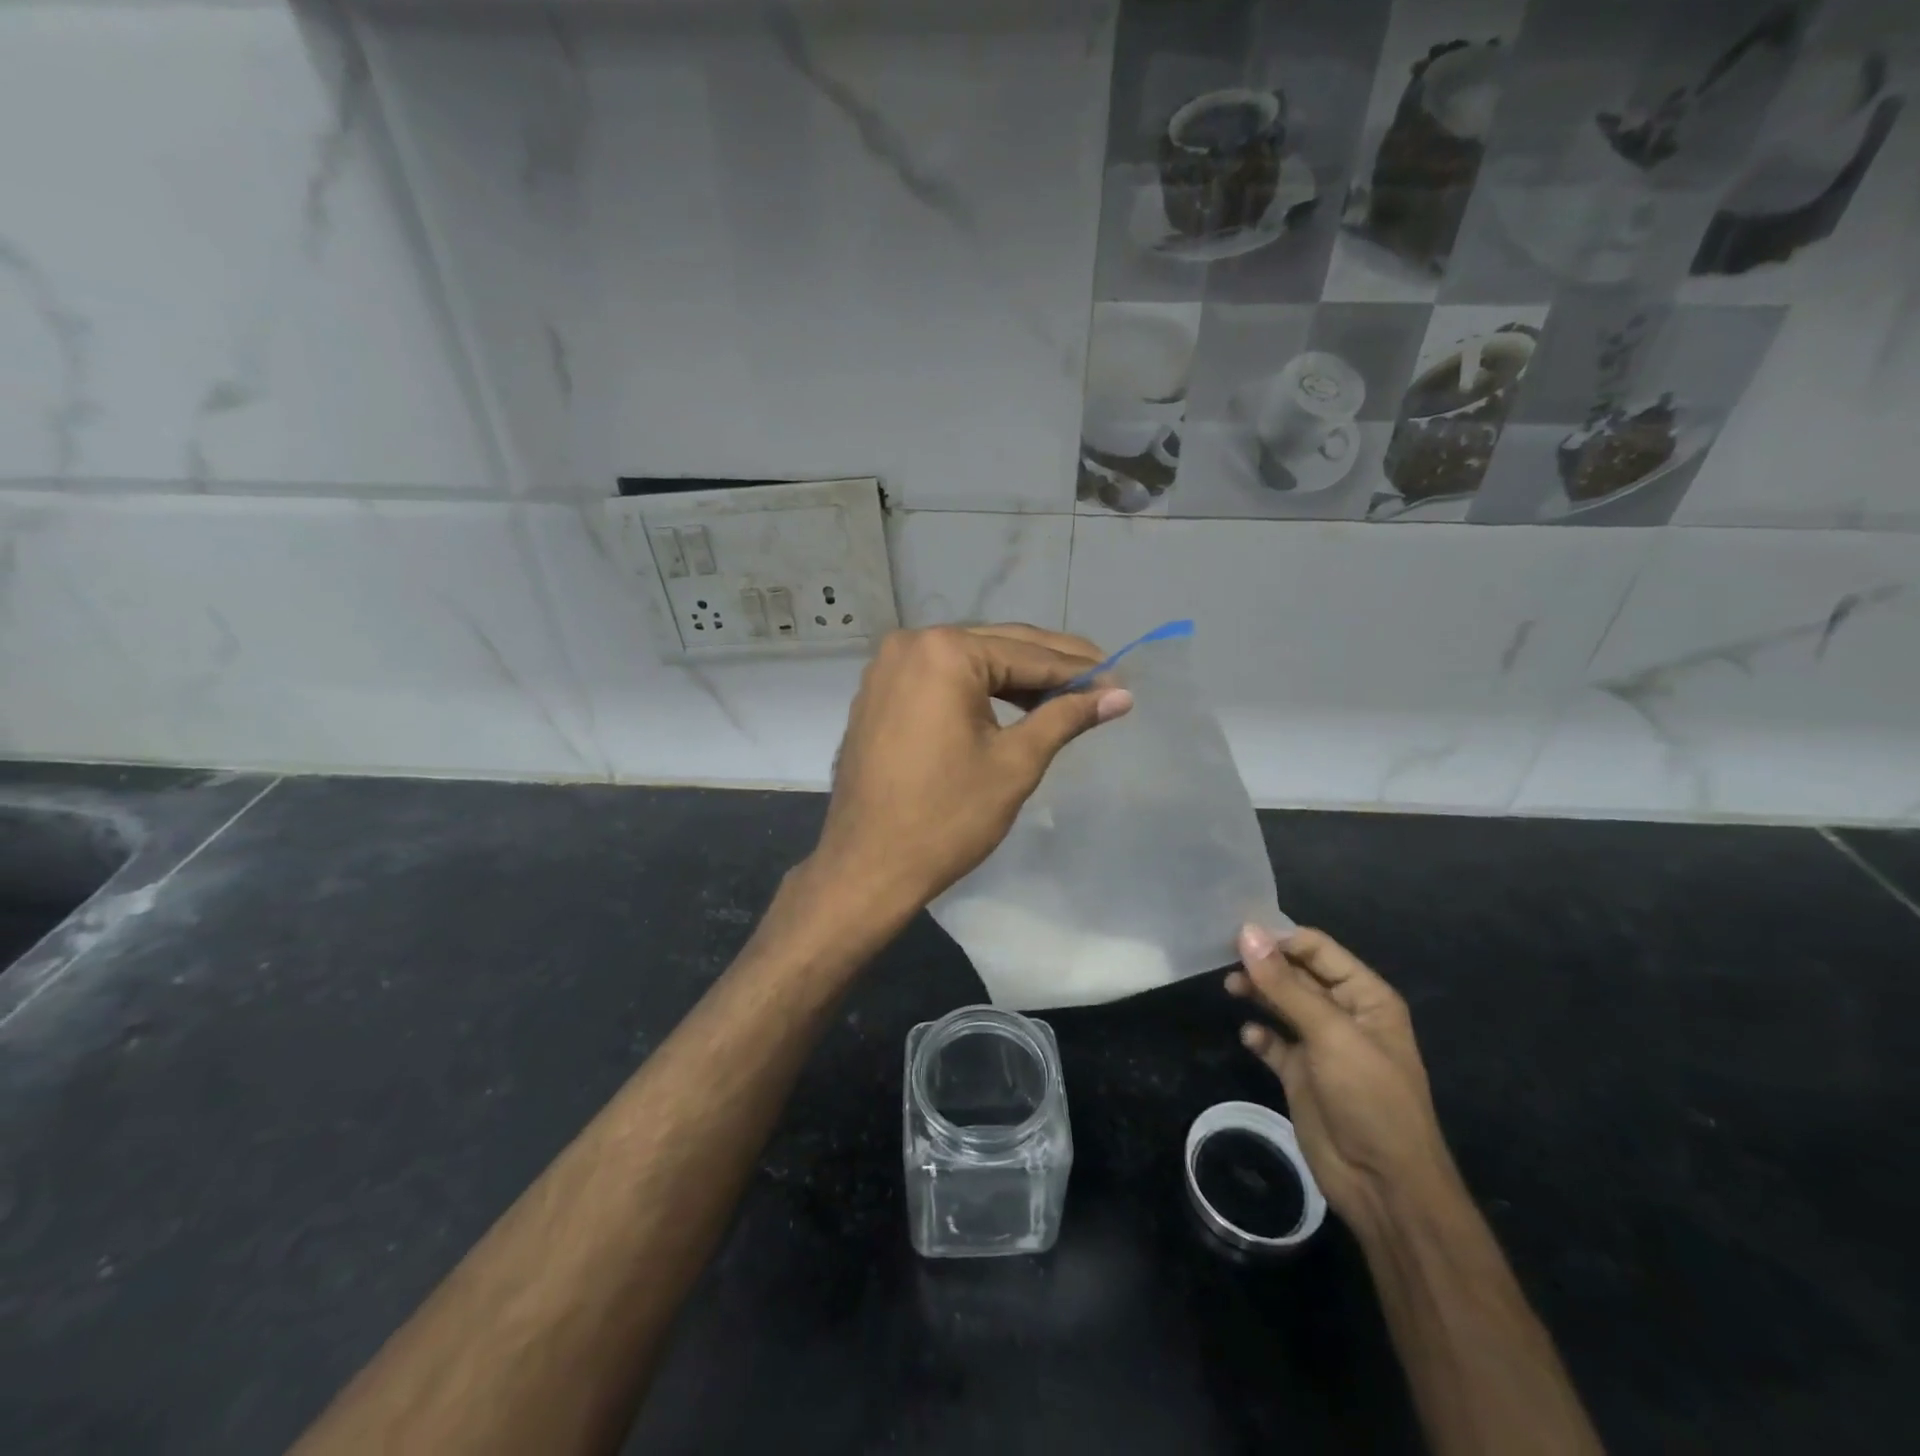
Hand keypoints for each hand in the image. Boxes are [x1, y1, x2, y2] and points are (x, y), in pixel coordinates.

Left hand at [810, 624, 1131, 910]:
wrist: (867, 866)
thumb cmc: (947, 817)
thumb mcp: (1015, 763)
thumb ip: (1066, 718)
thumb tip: (1119, 696)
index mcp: (945, 652)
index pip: (1028, 654)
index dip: (1079, 671)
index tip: (1120, 684)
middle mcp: (911, 644)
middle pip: (998, 647)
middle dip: (1050, 667)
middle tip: (1102, 682)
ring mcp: (889, 667)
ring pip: (969, 662)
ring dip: (1015, 677)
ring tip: (1064, 698)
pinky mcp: (880, 693)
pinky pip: (940, 679)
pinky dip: (978, 690)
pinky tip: (1012, 707)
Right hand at [1227, 925, 1458, 1235]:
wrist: (1384, 1185)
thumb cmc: (1369, 1097)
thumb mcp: (1330, 1034)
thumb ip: (1285, 984)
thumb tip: (1247, 932)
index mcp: (1365, 996)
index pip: (1317, 949)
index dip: (1280, 939)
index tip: (1237, 935)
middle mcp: (1343, 1014)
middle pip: (1296, 974)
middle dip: (1263, 964)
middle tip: (1222, 958)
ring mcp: (1320, 1046)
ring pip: (1280, 1004)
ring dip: (1256, 993)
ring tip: (1230, 988)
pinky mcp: (1300, 1074)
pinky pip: (1273, 1042)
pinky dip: (1259, 1035)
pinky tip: (1249, 1037)